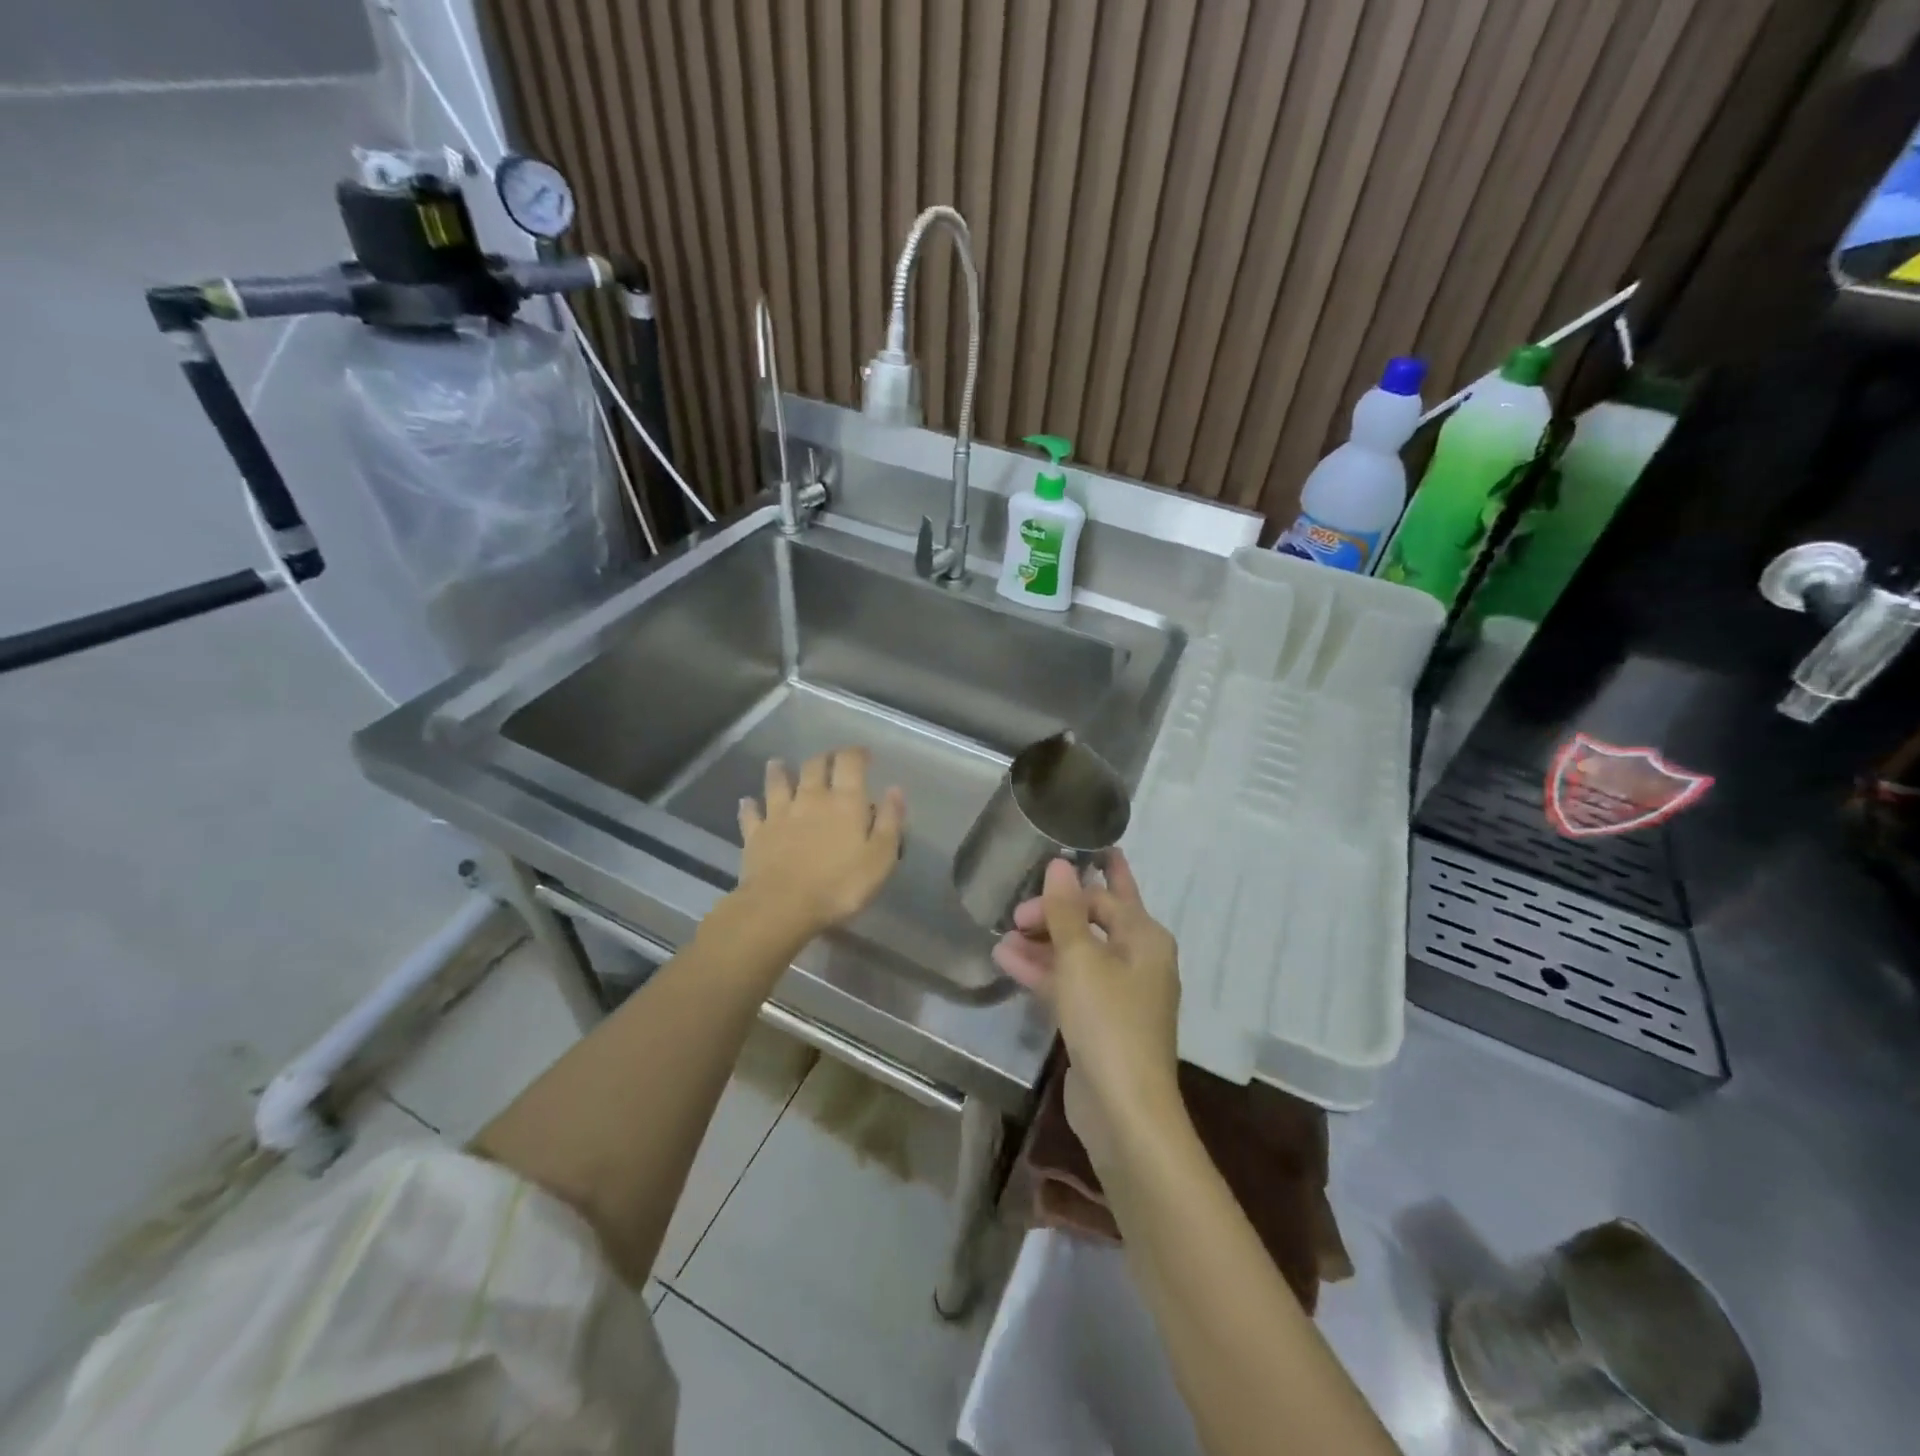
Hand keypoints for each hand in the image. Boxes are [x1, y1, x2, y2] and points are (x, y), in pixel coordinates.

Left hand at [736, 748, 905, 939]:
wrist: (783, 907)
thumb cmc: (840, 885)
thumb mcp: (880, 858)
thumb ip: (890, 822)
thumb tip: (895, 789)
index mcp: (845, 802)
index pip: (850, 763)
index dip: (857, 753)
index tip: (864, 754)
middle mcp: (811, 798)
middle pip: (814, 766)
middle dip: (823, 758)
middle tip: (829, 758)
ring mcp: (779, 814)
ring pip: (777, 782)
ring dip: (779, 771)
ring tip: (779, 763)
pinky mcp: (756, 834)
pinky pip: (751, 813)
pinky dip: (750, 805)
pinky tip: (747, 801)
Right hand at [992, 851, 1182, 1166]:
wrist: (1124, 1110)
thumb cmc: (1108, 1021)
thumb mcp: (1081, 959)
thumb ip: (1066, 910)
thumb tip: (1060, 863)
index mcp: (1145, 938)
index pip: (1104, 897)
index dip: (1064, 894)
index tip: (1025, 902)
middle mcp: (1138, 961)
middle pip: (1094, 923)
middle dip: (1054, 915)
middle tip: (1015, 912)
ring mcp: (1120, 995)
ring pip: (1078, 956)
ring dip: (1042, 945)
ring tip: (1001, 937)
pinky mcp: (1101, 1023)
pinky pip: (1071, 985)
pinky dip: (1044, 974)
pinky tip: (1008, 962)